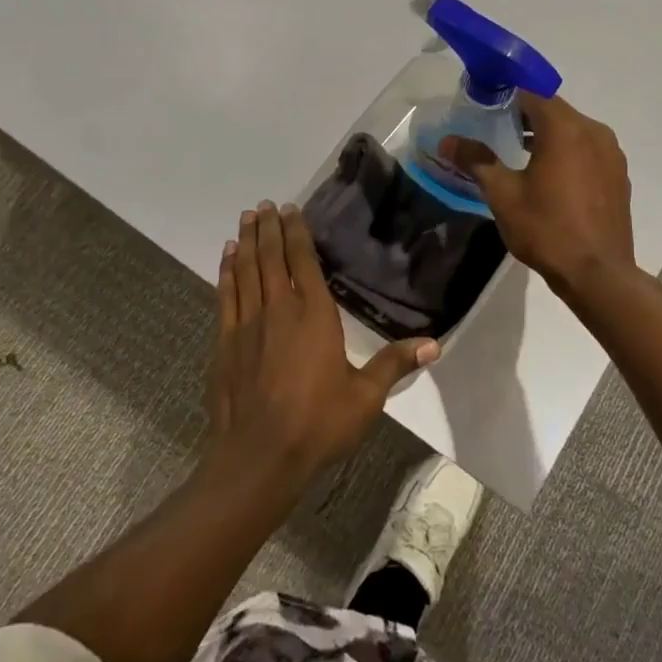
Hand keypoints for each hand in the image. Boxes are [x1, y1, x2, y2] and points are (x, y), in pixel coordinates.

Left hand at [206, 201, 438, 480]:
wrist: (258, 457)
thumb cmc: (317, 424)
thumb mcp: (365, 398)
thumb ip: (394, 364)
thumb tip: (435, 344)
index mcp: (314, 315)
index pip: (303, 262)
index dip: (296, 233)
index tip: (290, 209)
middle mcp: (279, 309)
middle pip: (272, 258)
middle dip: (268, 228)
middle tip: (264, 205)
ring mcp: (247, 324)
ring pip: (246, 270)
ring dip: (246, 242)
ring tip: (246, 219)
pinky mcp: (226, 342)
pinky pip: (226, 295)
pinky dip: (227, 272)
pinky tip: (227, 258)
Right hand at [439, 93, 636, 296]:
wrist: (598, 274)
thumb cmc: (546, 229)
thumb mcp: (503, 194)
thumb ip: (476, 160)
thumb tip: (447, 141)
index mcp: (564, 128)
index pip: (532, 93)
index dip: (506, 94)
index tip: (485, 105)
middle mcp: (593, 131)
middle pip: (554, 109)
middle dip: (525, 115)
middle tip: (496, 129)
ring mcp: (611, 153)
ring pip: (573, 129)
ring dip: (547, 134)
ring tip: (519, 153)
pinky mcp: (618, 174)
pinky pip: (588, 149)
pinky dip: (567, 151)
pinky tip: (551, 175)